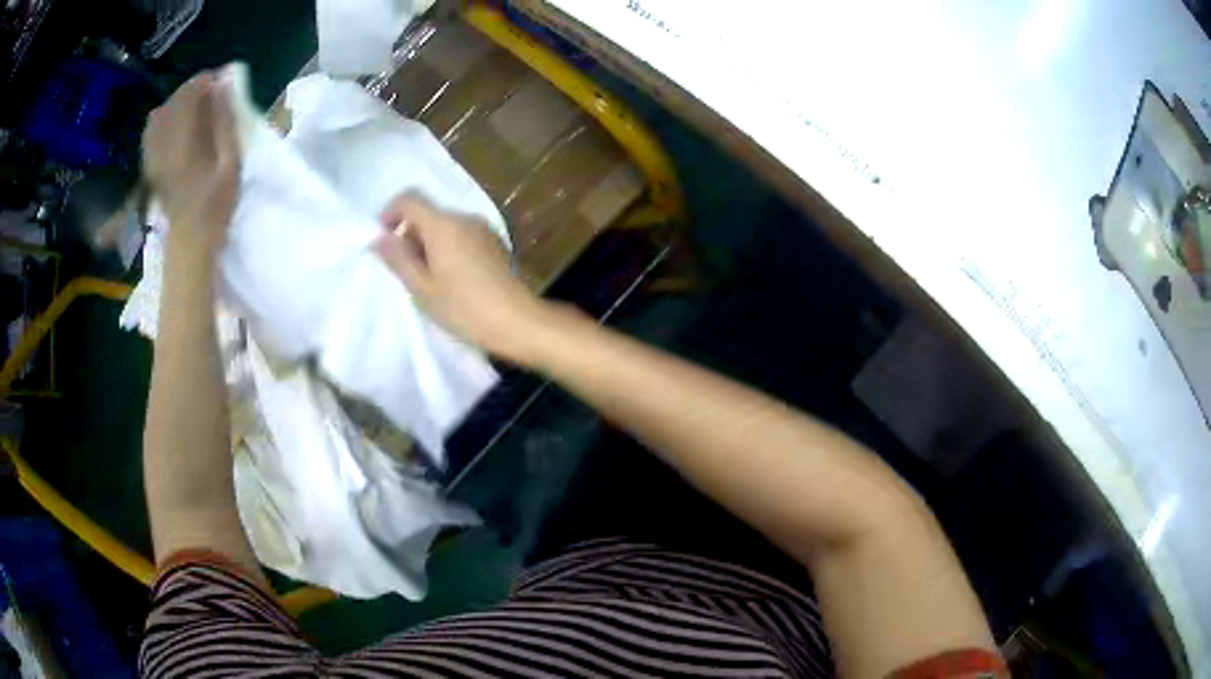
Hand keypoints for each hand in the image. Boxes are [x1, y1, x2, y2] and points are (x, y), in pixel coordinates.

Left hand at [142, 69, 238, 267]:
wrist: (189, 240)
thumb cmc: (215, 204)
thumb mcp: (230, 162)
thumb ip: (225, 121)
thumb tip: (224, 83)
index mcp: (185, 140)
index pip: (190, 93)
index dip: (207, 82)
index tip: (222, 83)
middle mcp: (164, 143)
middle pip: (174, 100)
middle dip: (193, 91)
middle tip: (211, 95)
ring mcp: (153, 154)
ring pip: (160, 113)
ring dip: (178, 105)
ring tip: (194, 110)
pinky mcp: (150, 164)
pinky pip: (151, 131)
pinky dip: (163, 120)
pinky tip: (174, 126)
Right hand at [375, 195, 549, 360]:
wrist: (516, 321)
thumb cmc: (463, 308)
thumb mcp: (422, 288)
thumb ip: (398, 259)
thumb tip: (378, 238)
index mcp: (443, 225)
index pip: (409, 199)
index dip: (390, 213)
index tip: (383, 238)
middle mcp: (464, 218)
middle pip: (428, 214)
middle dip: (410, 235)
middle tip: (407, 272)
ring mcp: (483, 229)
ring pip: (445, 226)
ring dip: (429, 244)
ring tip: (429, 281)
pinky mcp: (495, 243)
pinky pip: (462, 236)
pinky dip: (449, 249)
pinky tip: (452, 280)